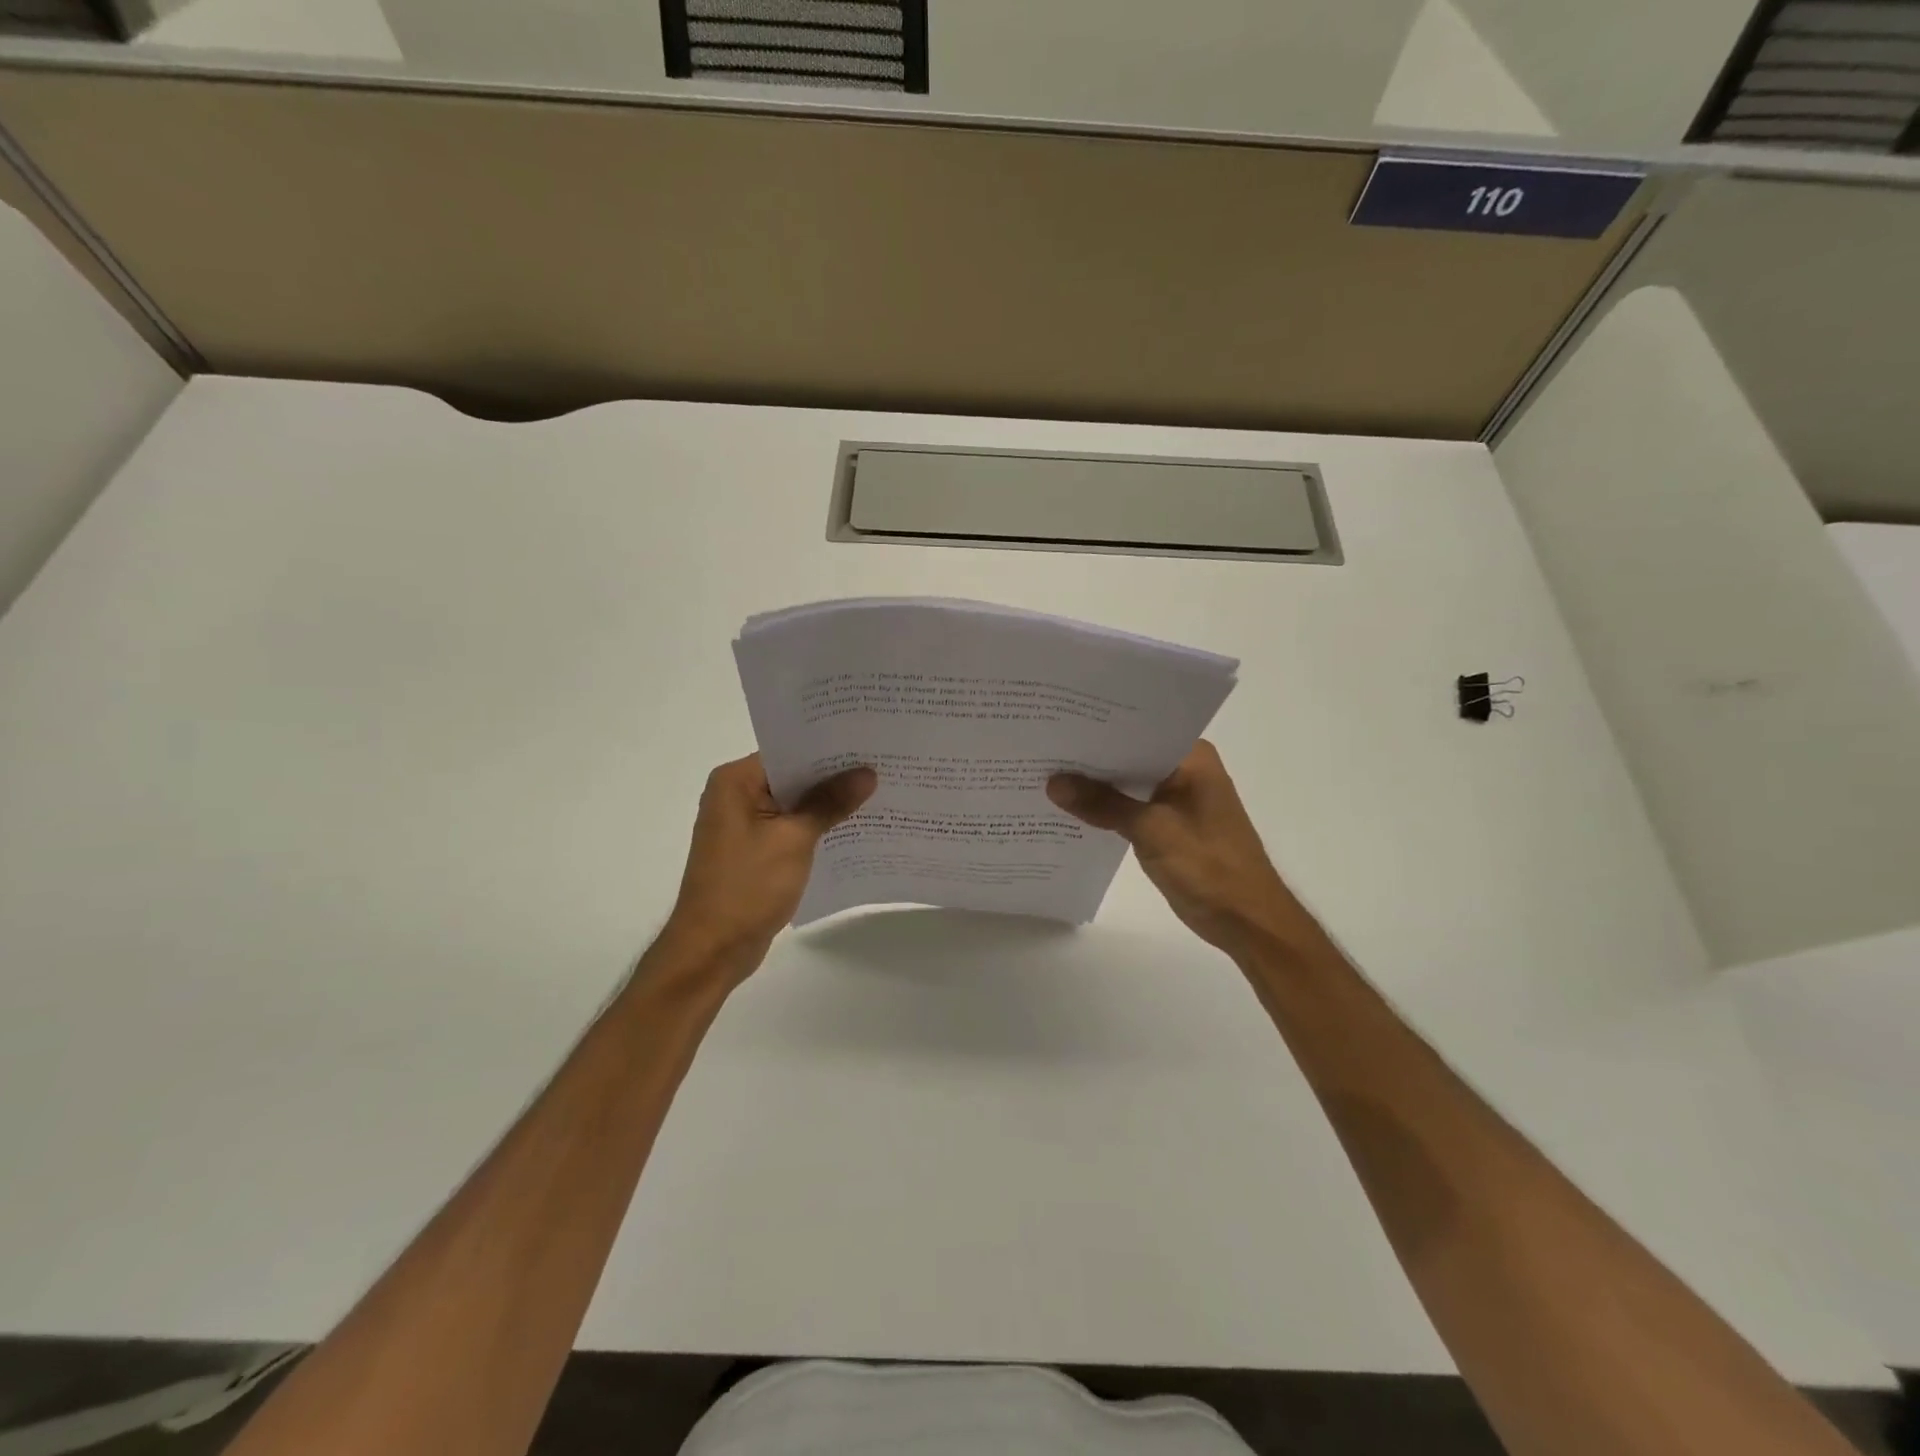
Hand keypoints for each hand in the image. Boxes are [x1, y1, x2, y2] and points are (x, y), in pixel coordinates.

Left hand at [658, 754, 875, 981]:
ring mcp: (744, 825)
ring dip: (829, 804)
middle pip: (794, 775)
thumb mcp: (794, 839)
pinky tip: (855, 828)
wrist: (712, 950)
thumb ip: (830, 803)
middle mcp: (736, 795)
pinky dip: (818, 828)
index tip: (870, 743)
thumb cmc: (747, 886)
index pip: (789, 751)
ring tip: (880, 793)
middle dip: (835, 775)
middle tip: (883, 765)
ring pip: (796, 803)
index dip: (829, 748)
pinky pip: (792, 828)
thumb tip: (867, 773)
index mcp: (735, 781)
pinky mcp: (755, 850)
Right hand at [1047, 740, 1318, 958]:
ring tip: (1045, 772)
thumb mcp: (1152, 831)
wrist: (1247, 922)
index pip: (1138, 728)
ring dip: (1096, 783)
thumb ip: (1102, 804)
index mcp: (1191, 757)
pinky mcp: (1168, 823)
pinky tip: (1070, 807)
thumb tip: (1053, 782)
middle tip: (1041, 745)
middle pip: (1129, 754)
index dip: (1098, 726)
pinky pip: (1130, 805)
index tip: (1057, 721)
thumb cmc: (1209, 867)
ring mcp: (1177, 797)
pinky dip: (1106, 807)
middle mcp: (1185, 769)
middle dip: (1090, 755)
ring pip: (1128, 781)